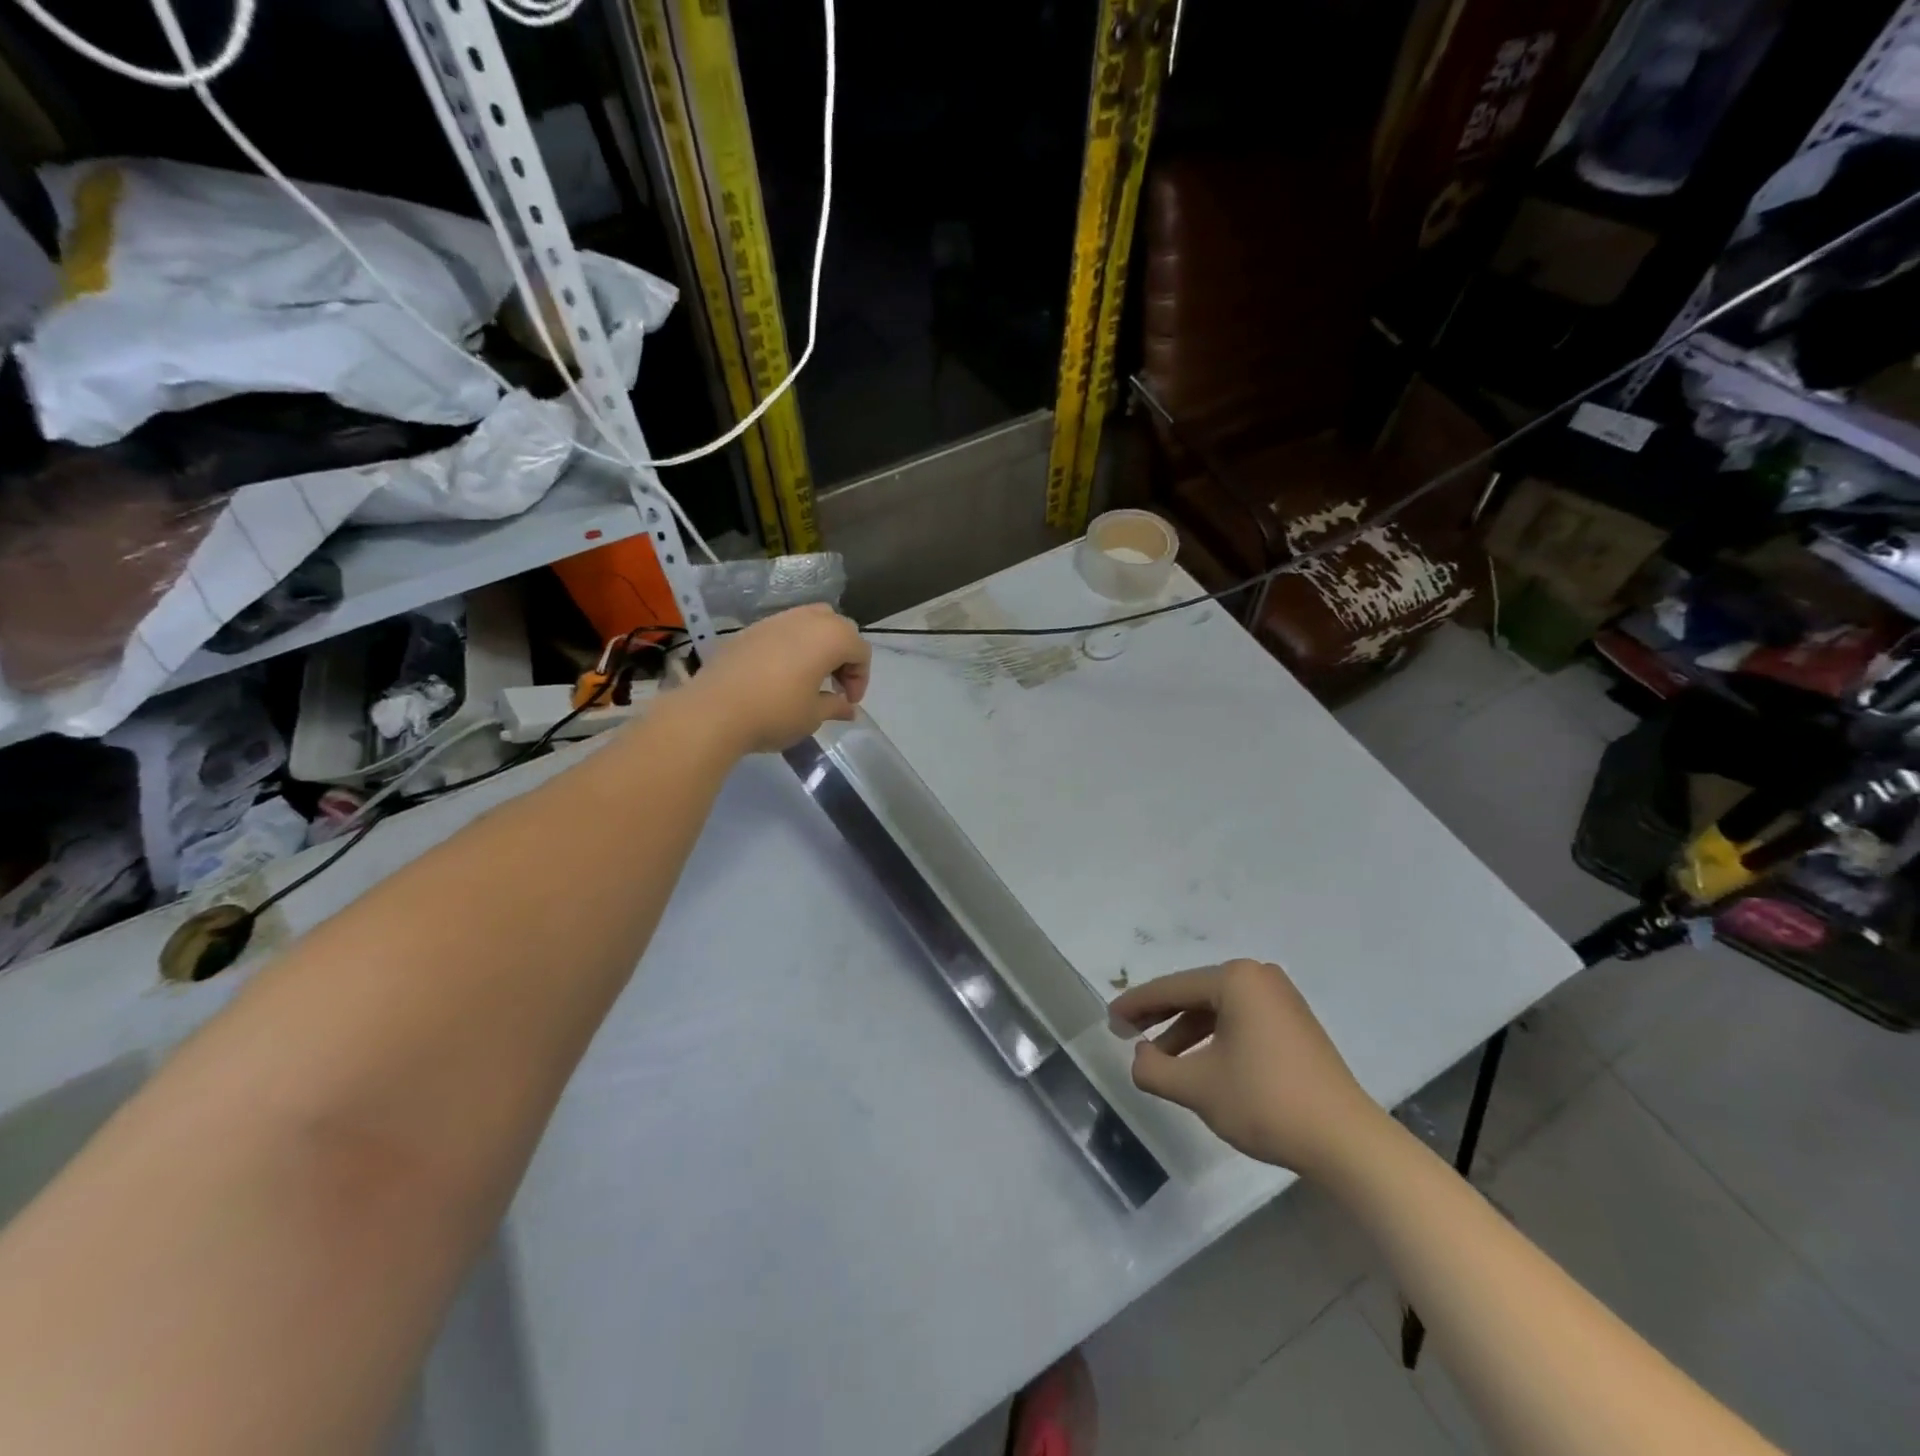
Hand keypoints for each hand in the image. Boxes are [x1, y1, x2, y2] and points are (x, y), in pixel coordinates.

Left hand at [682, 604, 871, 754]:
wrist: (714, 711)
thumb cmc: (775, 713)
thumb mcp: (813, 716)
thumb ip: (836, 706)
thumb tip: (848, 708)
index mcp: (829, 637)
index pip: (860, 650)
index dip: (861, 678)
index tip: (848, 702)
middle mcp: (805, 619)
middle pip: (838, 627)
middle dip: (843, 654)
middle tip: (834, 685)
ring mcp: (774, 621)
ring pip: (809, 621)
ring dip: (817, 645)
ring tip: (809, 676)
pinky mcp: (749, 630)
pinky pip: (782, 630)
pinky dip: (791, 646)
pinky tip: (780, 674)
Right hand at [1110, 959, 1384, 1178]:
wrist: (1347, 1142)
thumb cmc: (1265, 1102)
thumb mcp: (1197, 1087)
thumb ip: (1154, 1069)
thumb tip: (1141, 1056)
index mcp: (1236, 979)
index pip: (1172, 988)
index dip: (1136, 1005)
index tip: (1109, 1019)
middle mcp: (1259, 978)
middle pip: (1194, 994)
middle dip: (1160, 1016)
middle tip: (1127, 1034)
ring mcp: (1282, 1000)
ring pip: (1218, 1009)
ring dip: (1186, 1032)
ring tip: (1162, 1060)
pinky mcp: (1295, 1024)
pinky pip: (1240, 1021)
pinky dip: (1215, 1038)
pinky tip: (1200, 1064)